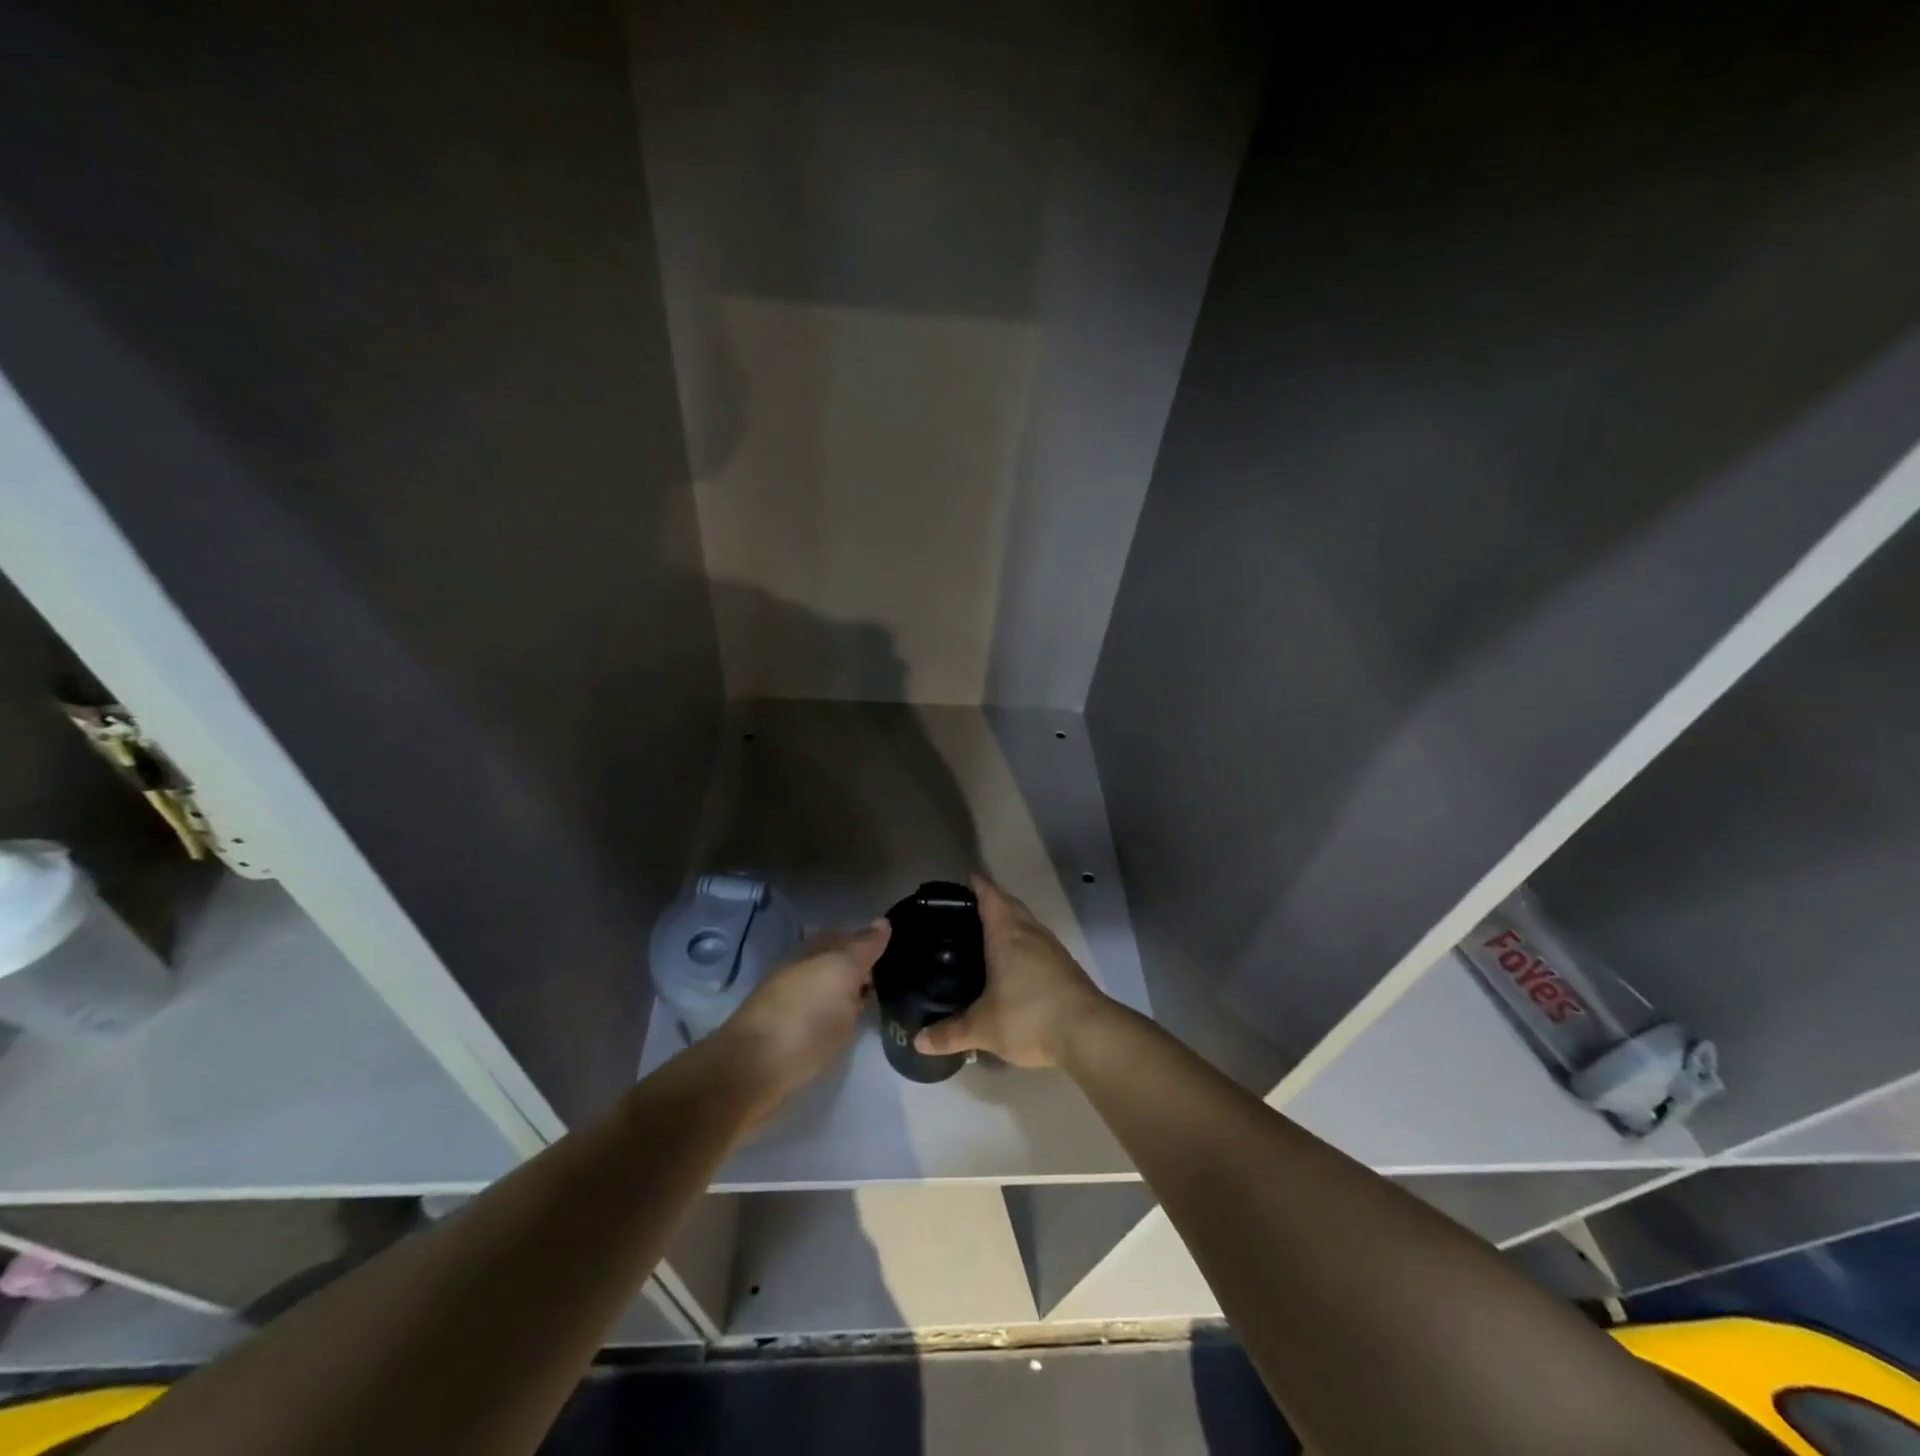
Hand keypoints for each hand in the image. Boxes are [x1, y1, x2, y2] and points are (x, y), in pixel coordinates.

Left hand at [724, 921, 890, 1101]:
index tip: (900, 947)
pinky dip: (838, 1013)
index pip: (849, 936)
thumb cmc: (805, 1016)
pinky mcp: (787, 1036)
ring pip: (829, 989)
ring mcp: (792, 1004)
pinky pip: (822, 1014)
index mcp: (814, 951)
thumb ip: (862, 947)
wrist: (752, 1072)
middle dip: (863, 965)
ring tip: (880, 1000)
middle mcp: (802, 971)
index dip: (873, 939)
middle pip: (837, 961)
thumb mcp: (842, 972)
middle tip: (897, 975)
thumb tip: (882, 922)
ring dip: (850, 991)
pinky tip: (851, 1023)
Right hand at [915, 875, 1108, 1067]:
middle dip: (993, 900)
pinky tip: (1016, 962)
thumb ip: (950, 1033)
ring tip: (990, 932)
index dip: (977, 885)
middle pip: (1011, 905)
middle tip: (970, 907)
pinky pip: (1039, 943)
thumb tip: (919, 1041)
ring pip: (1027, 923)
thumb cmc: (1029, 1016)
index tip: (965, 878)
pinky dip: (1024, 943)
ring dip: (1011, 921)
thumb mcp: (983, 1028)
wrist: (1088, 1032)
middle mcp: (1031, 933)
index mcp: (1007, 934)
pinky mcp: (1065, 967)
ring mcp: (1052, 948)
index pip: (990, 897)